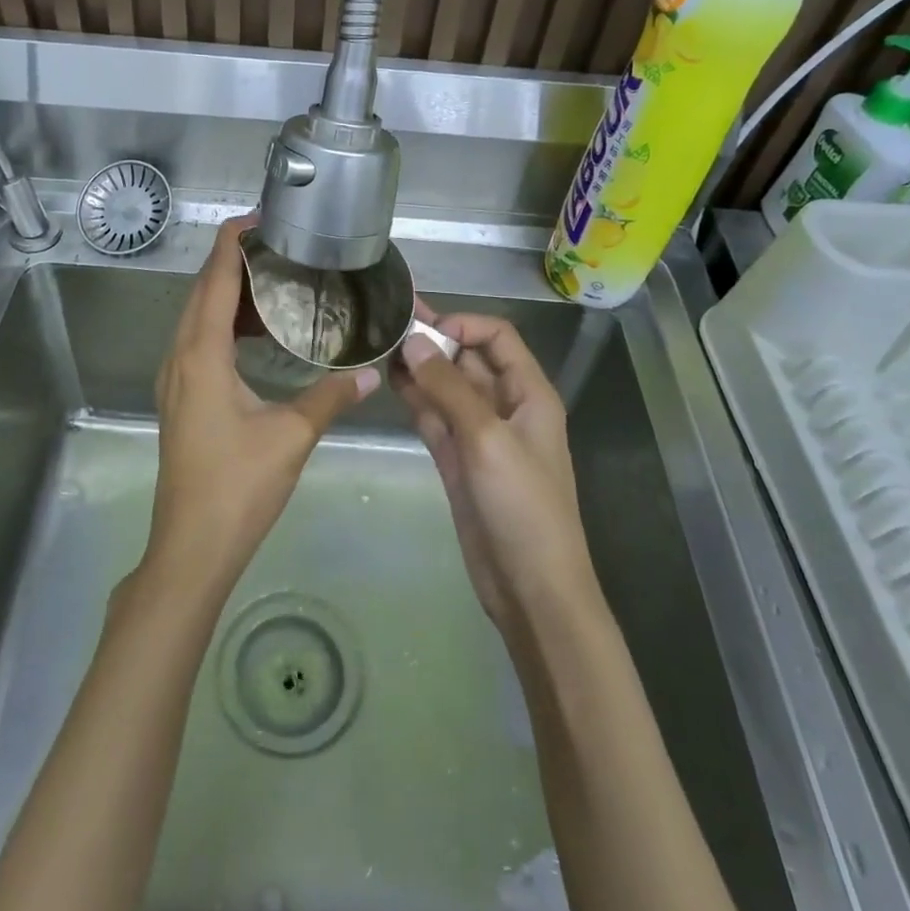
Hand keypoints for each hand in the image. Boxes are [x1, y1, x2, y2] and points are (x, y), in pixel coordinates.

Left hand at [143, 215, 378, 598]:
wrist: (192, 546)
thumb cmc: (238, 486)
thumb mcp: (291, 436)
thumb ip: (331, 396)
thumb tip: (375, 373)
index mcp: (202, 355)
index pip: (215, 280)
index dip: (232, 243)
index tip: (259, 217)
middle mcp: (180, 357)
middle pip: (201, 292)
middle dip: (233, 262)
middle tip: (278, 246)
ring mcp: (174, 379)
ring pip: (196, 318)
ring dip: (227, 294)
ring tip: (273, 283)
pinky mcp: (179, 398)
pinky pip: (197, 342)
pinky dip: (223, 325)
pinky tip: (256, 336)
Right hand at [393, 306, 597, 638]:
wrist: (530, 587)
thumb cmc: (522, 506)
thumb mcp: (487, 439)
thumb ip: (448, 388)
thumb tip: (412, 342)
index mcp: (528, 393)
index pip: (497, 337)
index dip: (462, 324)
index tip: (421, 329)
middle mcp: (504, 405)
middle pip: (468, 358)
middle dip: (433, 340)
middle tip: (386, 323)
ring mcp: (479, 433)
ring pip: (446, 387)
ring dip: (419, 368)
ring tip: (380, 347)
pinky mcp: (458, 459)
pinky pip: (435, 416)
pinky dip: (416, 399)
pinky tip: (390, 383)